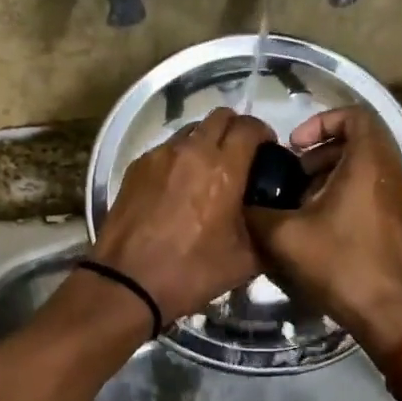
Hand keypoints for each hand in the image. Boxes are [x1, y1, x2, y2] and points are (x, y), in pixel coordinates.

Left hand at [88, 108, 274, 322]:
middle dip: (235, 130)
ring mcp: (159, 156)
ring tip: (208, 170)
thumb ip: (266, 229)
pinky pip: (165, 149)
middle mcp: (191, 151)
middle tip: (241, 155)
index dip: (264, 133)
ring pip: (190, 130)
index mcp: (223, 168)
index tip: (268, 150)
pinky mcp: (136, 167)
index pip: (250, 127)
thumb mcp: (246, 260)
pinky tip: (178, 186)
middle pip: (220, 117)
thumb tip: (273, 218)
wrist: (128, 283)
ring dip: (205, 141)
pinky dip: (179, 157)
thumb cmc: (192, 272)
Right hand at [246, 107, 401, 356]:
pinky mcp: (394, 221)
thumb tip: (241, 201)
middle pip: (356, 142)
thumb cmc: (340, 262)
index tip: (295, 146)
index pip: (355, 115)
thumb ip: (257, 212)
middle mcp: (388, 172)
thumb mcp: (284, 235)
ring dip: (328, 176)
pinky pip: (367, 190)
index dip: (321, 121)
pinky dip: (341, 195)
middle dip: (319, 153)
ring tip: (298, 202)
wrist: (388, 311)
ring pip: (361, 168)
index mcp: (368, 163)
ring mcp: (395, 198)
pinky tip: (315, 225)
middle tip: (293, 175)